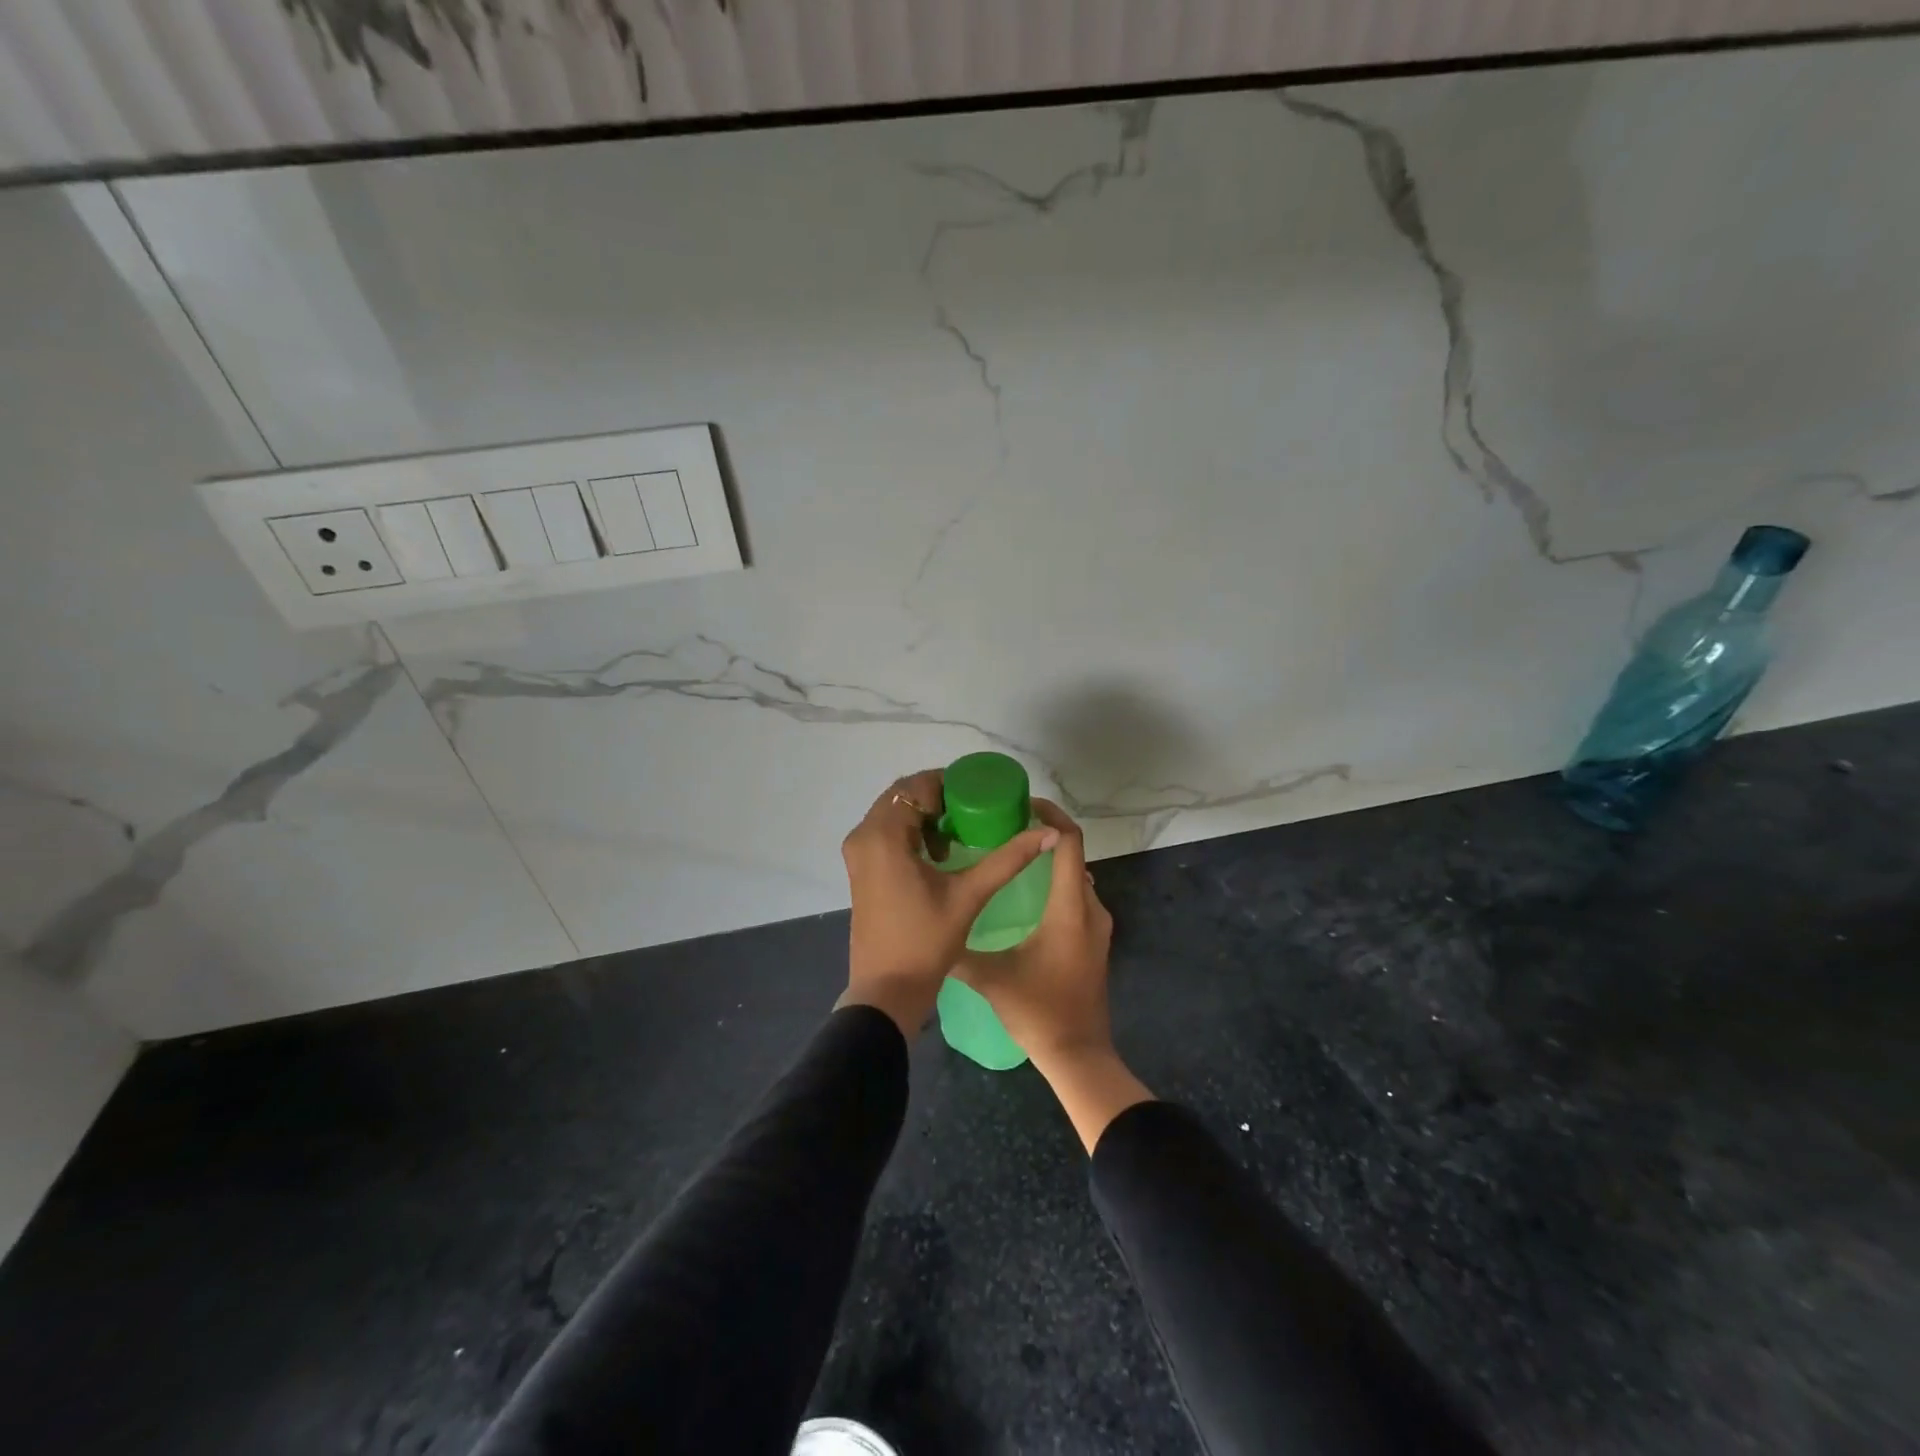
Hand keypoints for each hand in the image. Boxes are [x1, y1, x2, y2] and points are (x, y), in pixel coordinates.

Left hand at [839, 768, 1057, 1038]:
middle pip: (903, 796)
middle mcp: (863, 836)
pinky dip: (911, 833)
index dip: (949, 783)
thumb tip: (1049, 832)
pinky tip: (940, 856)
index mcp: (883, 835)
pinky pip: (886, 833)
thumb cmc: (926, 941)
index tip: (980, 793)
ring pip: (893, 814)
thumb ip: (1008, 859)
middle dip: (939, 799)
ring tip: (960, 835)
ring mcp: (857, 853)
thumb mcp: (970, 894)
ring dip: (926, 817)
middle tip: (975, 812)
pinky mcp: (859, 869)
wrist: (887, 990)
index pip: (916, 786)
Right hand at [954, 801, 1150, 1150]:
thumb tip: (929, 931)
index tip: (1022, 805)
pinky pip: (1078, 897)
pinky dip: (1056, 884)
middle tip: (1005, 828)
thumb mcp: (991, 977)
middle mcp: (1091, 908)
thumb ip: (959, 951)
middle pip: (1073, 854)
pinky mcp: (1094, 942)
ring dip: (1050, 861)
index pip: (1068, 842)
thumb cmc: (1038, 1011)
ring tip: (1011, 856)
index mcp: (1070, 907)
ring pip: (1075, 877)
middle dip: (1044, 834)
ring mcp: (1097, 926)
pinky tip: (1025, 896)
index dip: (1050, 816)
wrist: (1079, 1055)